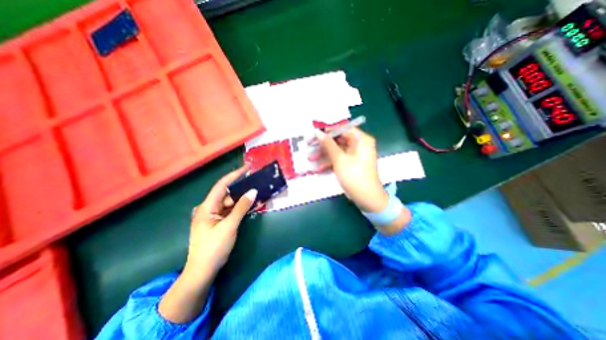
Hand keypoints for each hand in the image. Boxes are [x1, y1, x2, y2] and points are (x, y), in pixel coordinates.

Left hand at [158, 167, 255, 323]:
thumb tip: (253, 191)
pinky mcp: (217, 222)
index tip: (247, 168)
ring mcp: (213, 216)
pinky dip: (240, 208)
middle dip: (242, 189)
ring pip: (229, 203)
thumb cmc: (214, 248)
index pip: (222, 185)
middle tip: (256, 184)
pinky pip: (230, 211)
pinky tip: (250, 206)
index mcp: (207, 207)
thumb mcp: (229, 226)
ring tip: (257, 194)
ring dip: (242, 199)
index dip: (234, 175)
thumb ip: (242, 207)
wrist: (202, 272)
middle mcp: (208, 208)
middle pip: (227, 194)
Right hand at [312, 127, 387, 211]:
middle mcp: (359, 145)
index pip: (343, 129)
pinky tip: (318, 169)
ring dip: (323, 155)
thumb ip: (328, 144)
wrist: (366, 198)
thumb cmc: (354, 176)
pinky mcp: (351, 165)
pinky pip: (339, 160)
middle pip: (338, 140)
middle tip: (309, 145)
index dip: (328, 131)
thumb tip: (318, 132)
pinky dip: (329, 163)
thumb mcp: (339, 159)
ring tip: (310, 159)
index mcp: (361, 140)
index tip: (315, 133)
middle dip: (323, 145)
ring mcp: (355, 156)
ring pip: (337, 151)